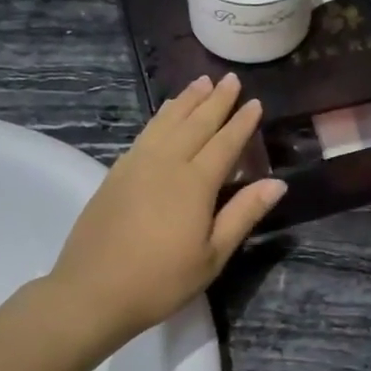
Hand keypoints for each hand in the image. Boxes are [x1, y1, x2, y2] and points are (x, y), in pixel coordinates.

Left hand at [50, 74, 285, 343]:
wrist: (92, 291)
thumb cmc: (160, 280)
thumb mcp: (212, 256)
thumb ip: (243, 214)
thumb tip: (278, 183)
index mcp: (195, 184)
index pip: (224, 143)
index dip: (241, 122)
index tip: (254, 102)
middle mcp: (166, 164)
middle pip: (196, 123)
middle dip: (216, 101)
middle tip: (230, 79)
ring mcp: (137, 165)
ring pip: (167, 122)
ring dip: (186, 100)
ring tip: (201, 82)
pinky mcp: (116, 173)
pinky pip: (145, 133)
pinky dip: (161, 117)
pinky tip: (165, 113)